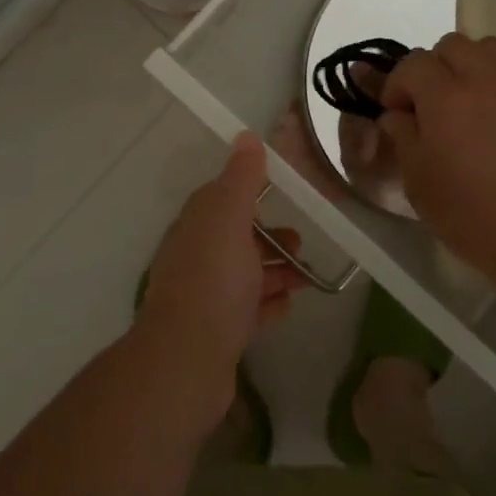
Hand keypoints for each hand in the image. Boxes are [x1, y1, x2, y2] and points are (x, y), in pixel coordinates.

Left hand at [136, 133, 306, 424]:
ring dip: (275, 271)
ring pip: (245, 275)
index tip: (282, 193)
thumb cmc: (213, 279)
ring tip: (307, 275)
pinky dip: (268, 303)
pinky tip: (289, 304)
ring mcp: (205, 297)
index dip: (250, 193)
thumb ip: (241, 178)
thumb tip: (245, 136)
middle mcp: (196, 256)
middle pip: (236, 238)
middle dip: (269, 237)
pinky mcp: (217, 332)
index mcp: (197, 225)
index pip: (221, 198)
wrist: (187, 360)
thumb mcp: (229, 217)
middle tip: (301, 242)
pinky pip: (248, 311)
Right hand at [379, 33, 495, 281]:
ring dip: (470, 64)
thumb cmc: (473, 213)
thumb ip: (403, 137)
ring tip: (469, 98)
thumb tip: (397, 115)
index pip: (411, 64)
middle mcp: (482, 76)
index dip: (397, 85)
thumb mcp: (418, 181)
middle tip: (432, 103)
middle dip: (433, 68)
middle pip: (450, 45)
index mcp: (444, 95)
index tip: (396, 112)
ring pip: (487, 47)